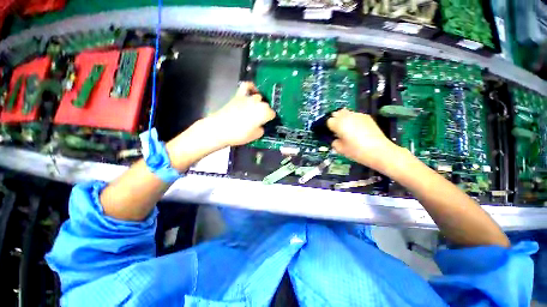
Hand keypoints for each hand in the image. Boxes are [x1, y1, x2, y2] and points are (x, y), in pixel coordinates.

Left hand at [205, 82, 275, 146]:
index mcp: (264, 112)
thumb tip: (260, 125)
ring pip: (258, 97)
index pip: (272, 114)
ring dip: (258, 103)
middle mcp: (258, 102)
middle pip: (265, 105)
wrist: (220, 129)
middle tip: (259, 120)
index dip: (269, 120)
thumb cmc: (239, 134)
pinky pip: (247, 86)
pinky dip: (251, 87)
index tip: (266, 123)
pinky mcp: (238, 95)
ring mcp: (248, 97)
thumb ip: (261, 129)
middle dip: (264, 112)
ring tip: (254, 110)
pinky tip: (252, 91)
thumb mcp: (255, 136)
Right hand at [327, 109, 398, 170]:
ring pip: (346, 112)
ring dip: (344, 119)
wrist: (379, 151)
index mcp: (339, 124)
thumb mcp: (340, 149)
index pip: (329, 121)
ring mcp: (358, 115)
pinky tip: (358, 129)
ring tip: (348, 129)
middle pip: (337, 113)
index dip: (330, 127)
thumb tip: (336, 139)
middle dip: (336, 120)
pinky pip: (355, 115)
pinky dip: (353, 119)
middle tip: (338, 130)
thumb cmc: (357, 151)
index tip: (332, 133)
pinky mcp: (367, 117)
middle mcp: (347, 116)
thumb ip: (334, 142)